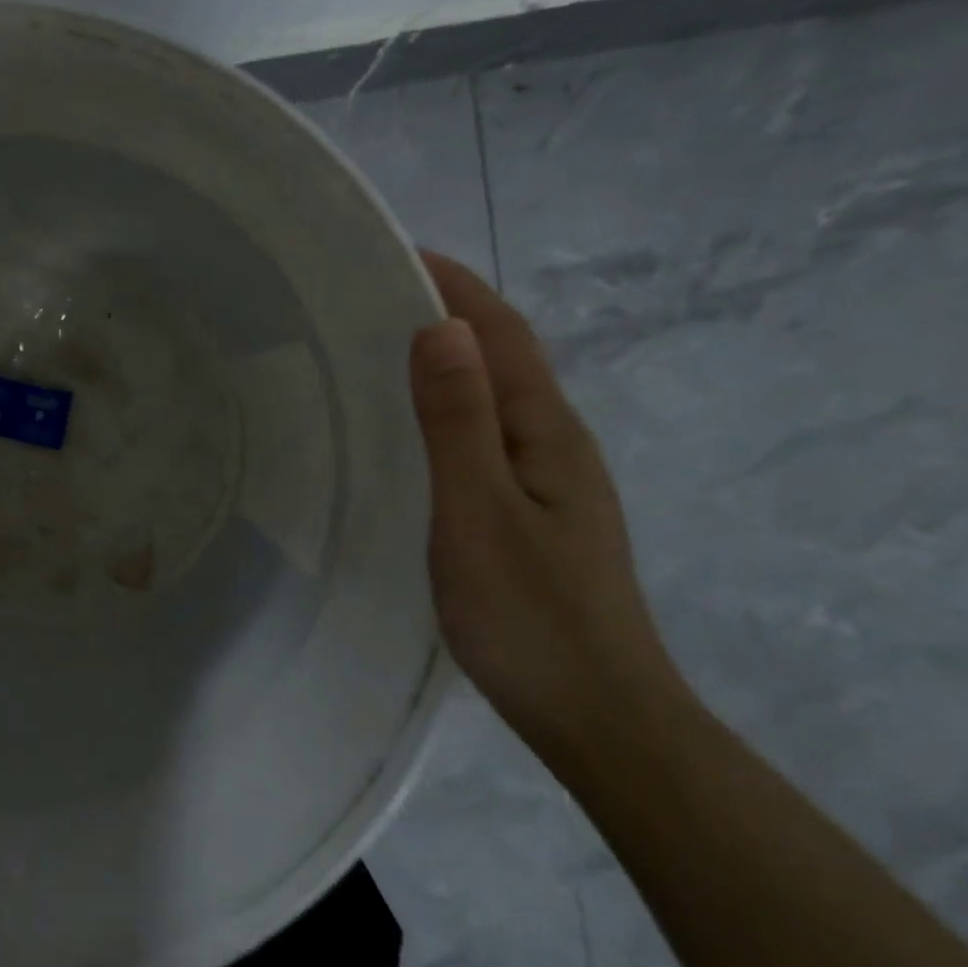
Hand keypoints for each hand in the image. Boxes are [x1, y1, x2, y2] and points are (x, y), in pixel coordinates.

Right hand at [409, 252, 688, 754]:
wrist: (594, 714)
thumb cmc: (528, 612)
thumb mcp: (479, 510)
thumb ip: (459, 420)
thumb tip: (441, 327)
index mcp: (547, 431)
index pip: (501, 334)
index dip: (456, 286)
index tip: (398, 252)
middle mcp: (554, 444)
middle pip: (503, 357)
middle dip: (448, 313)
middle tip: (372, 297)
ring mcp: (547, 482)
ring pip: (494, 398)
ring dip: (450, 359)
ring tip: (380, 348)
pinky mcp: (530, 514)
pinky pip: (485, 436)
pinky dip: (449, 408)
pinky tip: (414, 429)